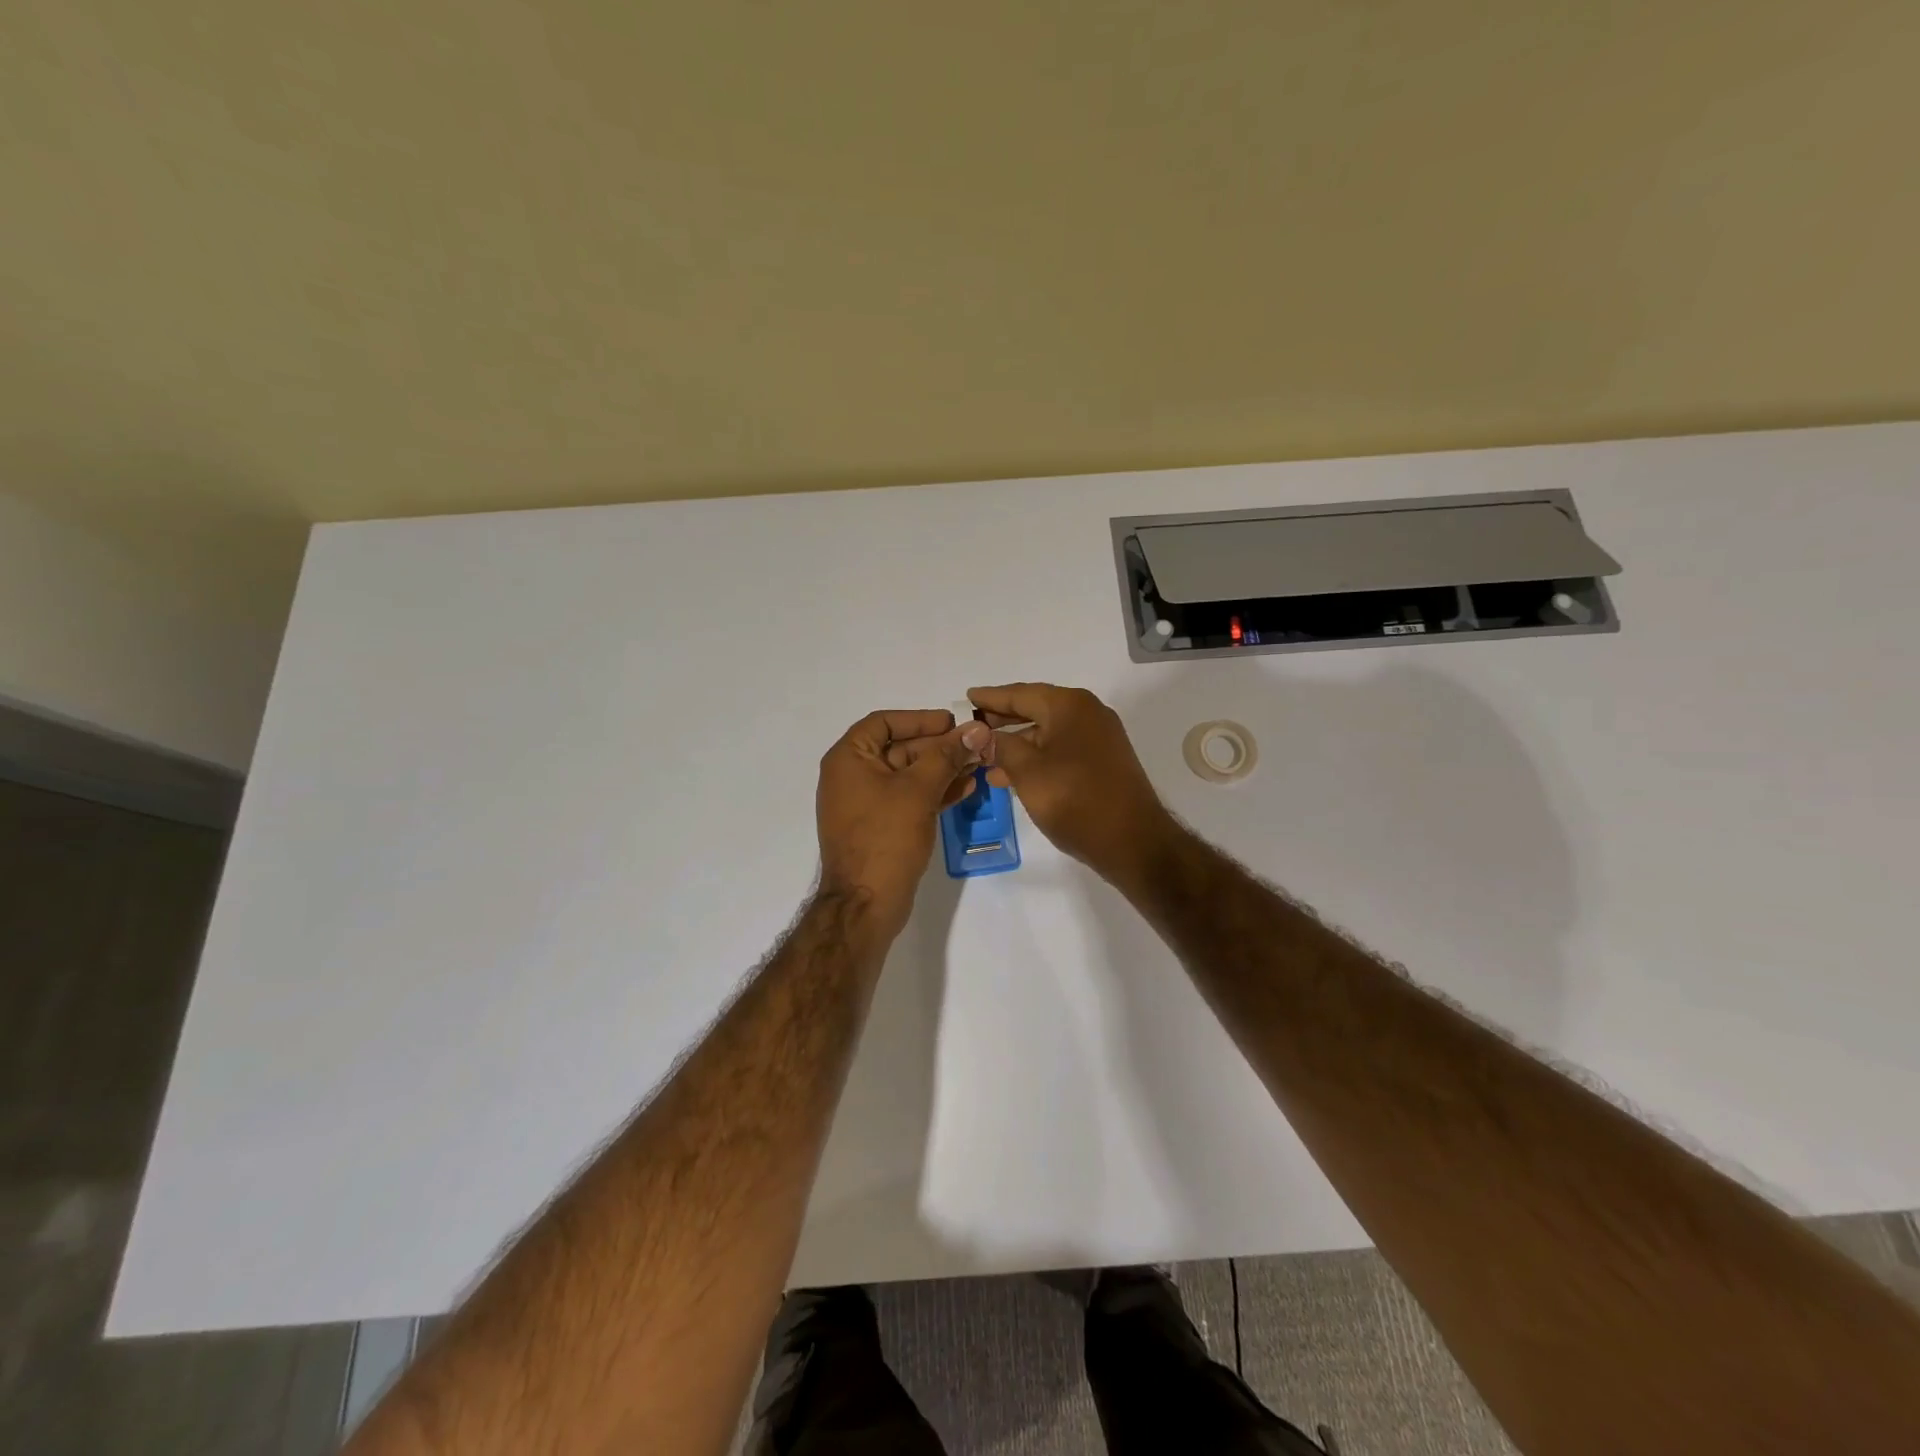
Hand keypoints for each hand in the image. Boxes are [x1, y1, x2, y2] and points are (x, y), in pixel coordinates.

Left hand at [816, 709, 991, 938]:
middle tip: (976, 745)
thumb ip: (947, 755)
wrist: (865, 904)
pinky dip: (935, 791)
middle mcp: (852, 776)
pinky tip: (967, 788)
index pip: (884, 722)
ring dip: (942, 768)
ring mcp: (865, 804)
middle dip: (939, 746)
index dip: (920, 719)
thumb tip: (976, 728)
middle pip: (899, 747)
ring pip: (908, 774)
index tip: (953, 722)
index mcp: (848, 759)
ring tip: (979, 765)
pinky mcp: (880, 827)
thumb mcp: (919, 790)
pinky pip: (908, 798)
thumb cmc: (886, 837)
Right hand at [967, 683, 1174, 890]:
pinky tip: (1014, 776)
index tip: (967, 697)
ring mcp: (1100, 737)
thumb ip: (1001, 747)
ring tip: (985, 759)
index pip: (1020, 693)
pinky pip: (1061, 749)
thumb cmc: (1075, 799)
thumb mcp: (1027, 772)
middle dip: (1003, 720)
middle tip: (972, 726)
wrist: (1133, 841)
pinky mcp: (1104, 761)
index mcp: (1069, 706)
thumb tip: (983, 736)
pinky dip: (1037, 757)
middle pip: (1035, 709)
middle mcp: (1087, 713)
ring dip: (1017, 744)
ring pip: (1048, 732)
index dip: (991, 697)